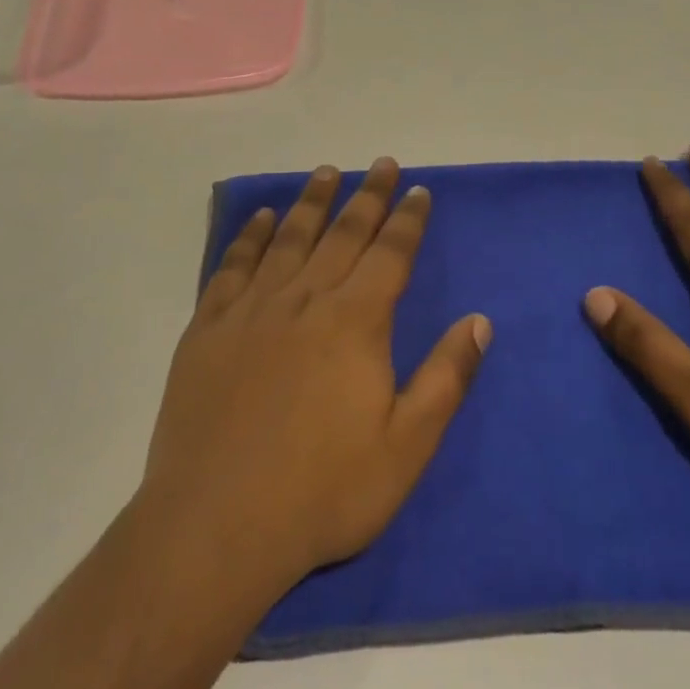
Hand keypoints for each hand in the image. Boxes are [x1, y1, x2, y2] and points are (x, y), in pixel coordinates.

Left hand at [141, 159, 491, 599]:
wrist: (216, 525)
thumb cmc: (323, 491)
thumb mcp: (406, 447)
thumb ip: (446, 378)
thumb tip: (480, 321)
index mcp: (355, 322)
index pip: (390, 254)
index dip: (407, 219)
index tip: (417, 190)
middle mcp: (305, 299)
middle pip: (343, 233)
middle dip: (367, 196)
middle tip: (381, 163)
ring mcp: (252, 308)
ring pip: (289, 237)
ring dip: (311, 201)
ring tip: (326, 171)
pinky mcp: (209, 326)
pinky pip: (234, 265)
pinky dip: (252, 235)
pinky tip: (262, 217)